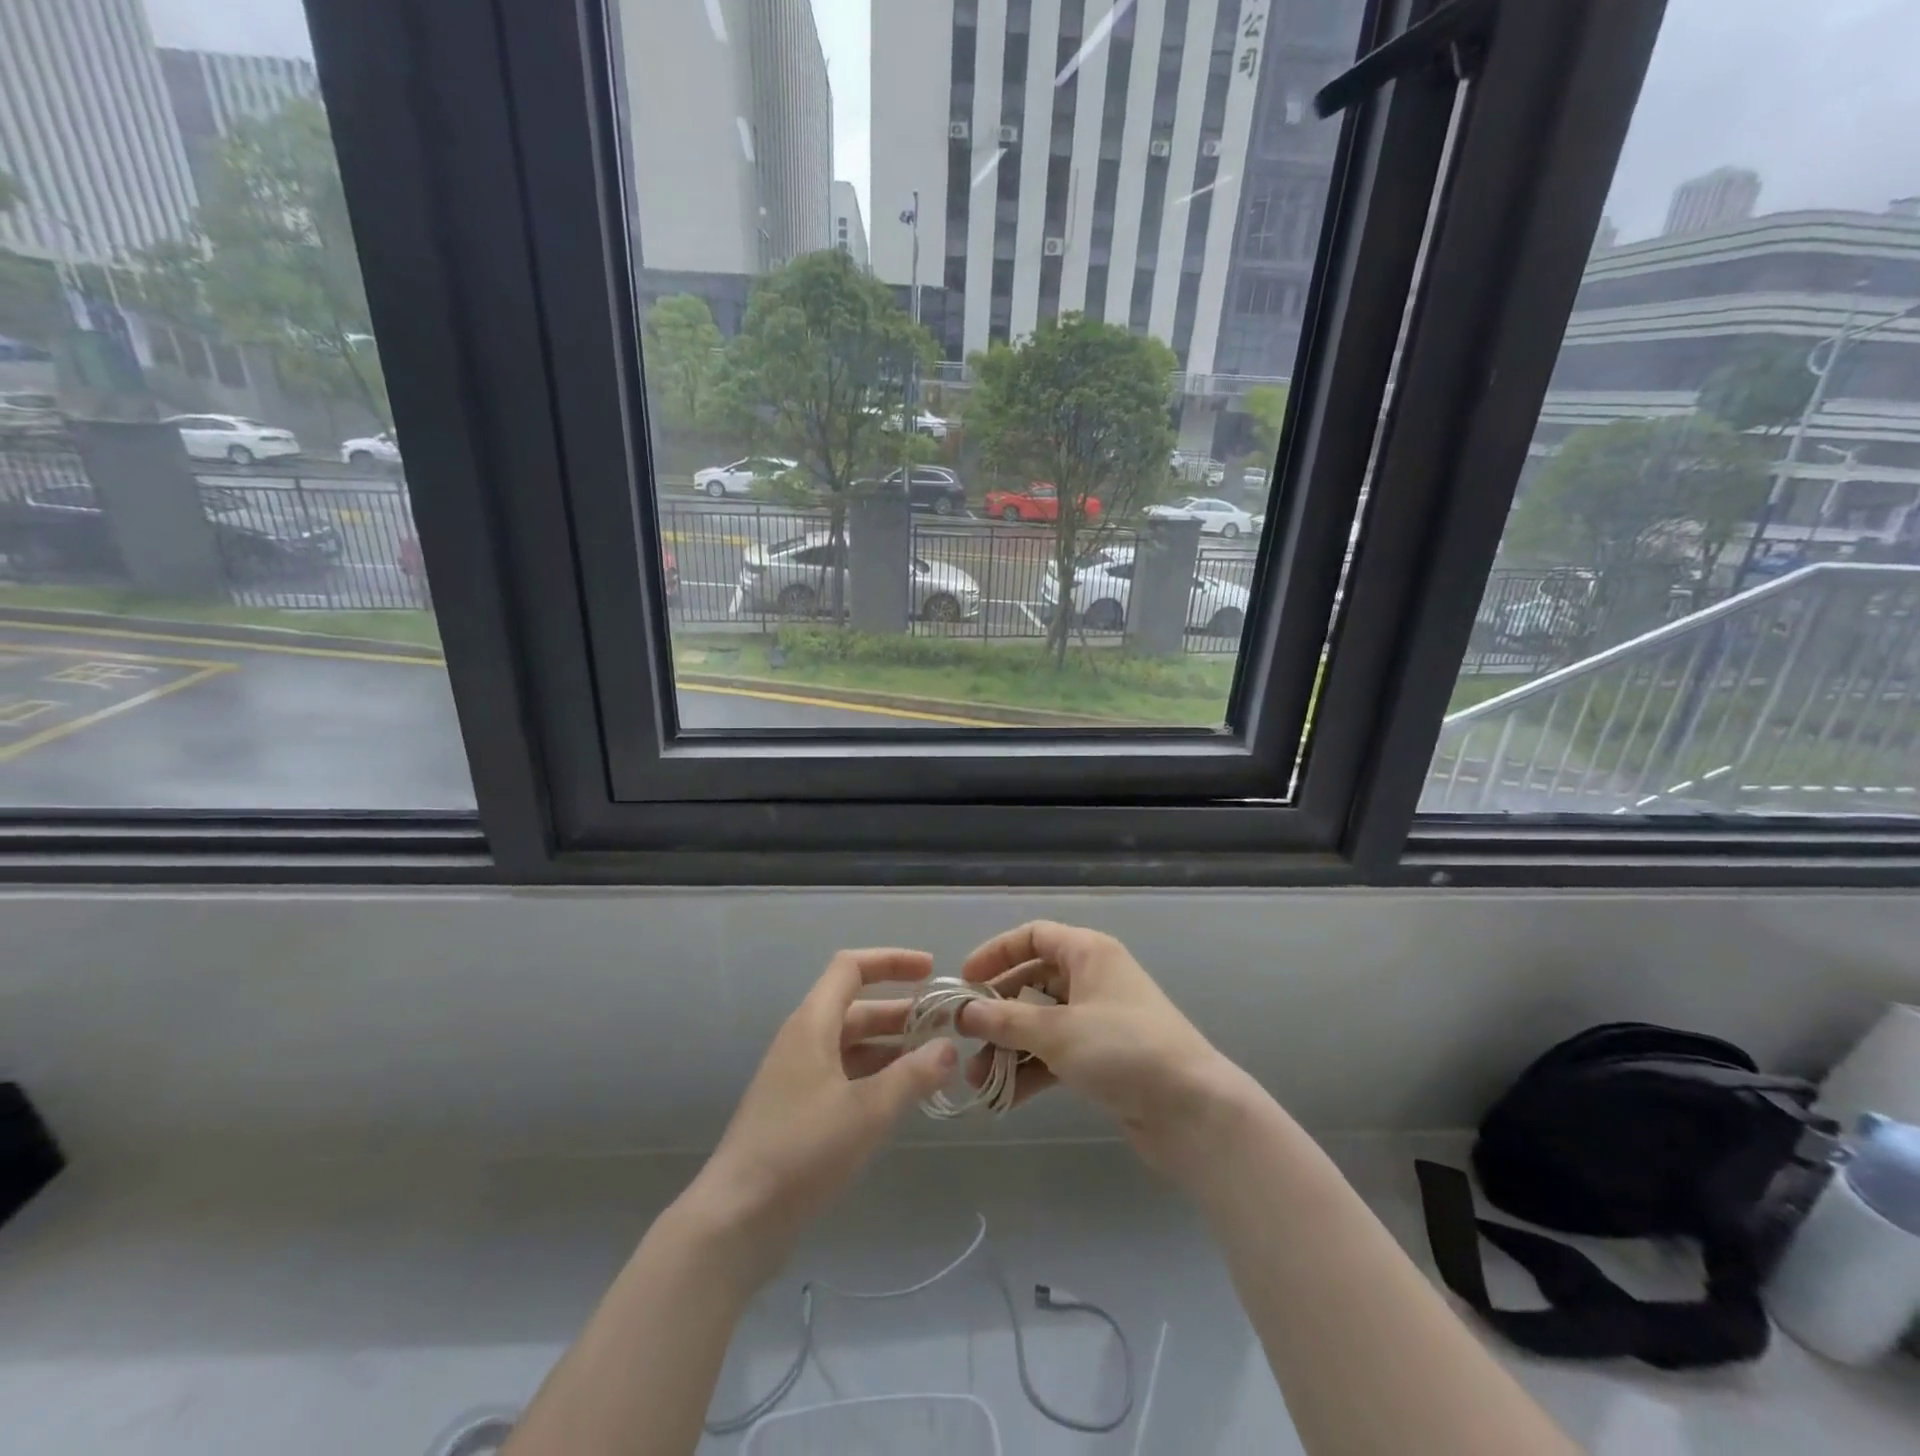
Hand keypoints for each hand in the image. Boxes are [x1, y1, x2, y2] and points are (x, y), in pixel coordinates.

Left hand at [683, 948, 955, 1286]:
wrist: (735, 1221)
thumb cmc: (801, 1151)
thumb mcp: (867, 1111)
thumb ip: (912, 1075)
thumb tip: (948, 1048)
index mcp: (812, 1024)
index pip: (851, 968)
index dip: (892, 961)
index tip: (932, 970)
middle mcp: (804, 1041)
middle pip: (857, 1008)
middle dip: (902, 1011)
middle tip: (947, 1025)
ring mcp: (799, 1078)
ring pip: (853, 1045)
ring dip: (892, 1047)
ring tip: (936, 1061)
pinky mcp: (799, 1112)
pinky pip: (845, 1076)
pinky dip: (876, 1077)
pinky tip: (904, 1097)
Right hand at [957, 921, 1253, 1181]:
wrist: (1193, 1110)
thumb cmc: (1123, 1050)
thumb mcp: (1057, 1031)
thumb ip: (1005, 1020)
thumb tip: (963, 1012)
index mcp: (1088, 953)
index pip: (1033, 936)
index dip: (996, 953)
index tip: (964, 981)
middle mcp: (1093, 979)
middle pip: (1032, 982)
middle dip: (996, 1012)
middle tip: (964, 1037)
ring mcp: (1098, 1020)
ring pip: (1040, 1023)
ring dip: (1008, 1048)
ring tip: (977, 1079)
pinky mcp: (1102, 1058)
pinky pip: (1055, 1054)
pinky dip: (1030, 1070)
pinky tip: (1003, 1097)